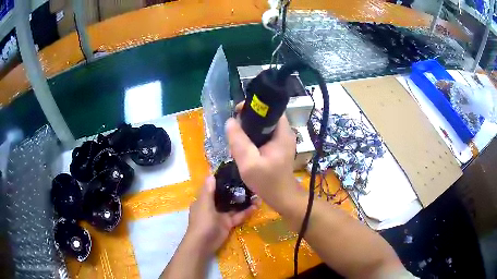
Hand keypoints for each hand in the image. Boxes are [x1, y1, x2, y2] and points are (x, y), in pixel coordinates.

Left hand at [185, 176, 256, 255]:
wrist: (203, 244)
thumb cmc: (202, 222)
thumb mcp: (204, 205)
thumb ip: (208, 190)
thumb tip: (211, 174)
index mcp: (204, 199)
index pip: (213, 186)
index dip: (222, 179)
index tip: (234, 171)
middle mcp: (212, 206)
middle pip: (225, 195)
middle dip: (235, 190)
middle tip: (249, 181)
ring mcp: (220, 215)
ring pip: (233, 205)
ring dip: (243, 200)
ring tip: (256, 192)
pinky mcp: (228, 224)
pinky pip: (238, 216)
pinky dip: (246, 212)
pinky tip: (256, 206)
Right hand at [226, 105, 297, 210]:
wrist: (281, 198)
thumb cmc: (268, 182)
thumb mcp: (249, 163)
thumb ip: (239, 142)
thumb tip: (230, 121)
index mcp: (282, 133)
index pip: (271, 109)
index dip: (254, 107)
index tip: (238, 112)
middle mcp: (285, 133)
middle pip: (266, 117)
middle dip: (249, 119)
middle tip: (234, 127)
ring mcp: (282, 141)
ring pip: (264, 127)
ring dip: (250, 130)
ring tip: (237, 137)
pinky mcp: (278, 148)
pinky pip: (264, 136)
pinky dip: (253, 138)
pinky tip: (244, 146)